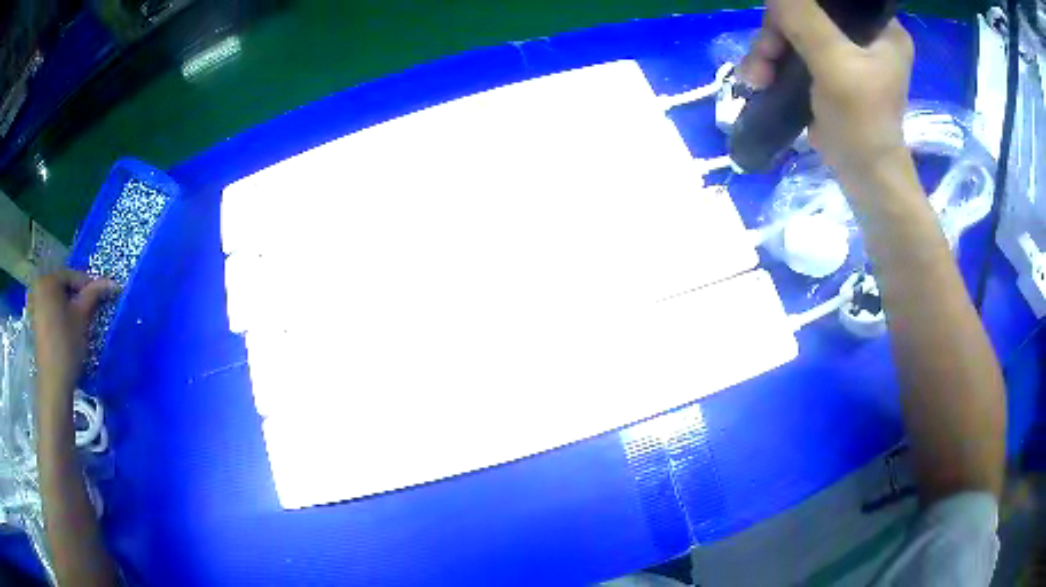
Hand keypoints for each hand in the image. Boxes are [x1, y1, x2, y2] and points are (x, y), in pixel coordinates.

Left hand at [30, 271, 116, 397]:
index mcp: (49, 280)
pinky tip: (68, 329)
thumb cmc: (67, 344)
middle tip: (91, 310)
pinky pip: (50, 311)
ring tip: (80, 320)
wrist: (53, 381)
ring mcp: (35, 305)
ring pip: (57, 299)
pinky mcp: (35, 322)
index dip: (89, 286)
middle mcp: (39, 287)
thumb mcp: (82, 317)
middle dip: (77, 296)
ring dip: (69, 306)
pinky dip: (60, 315)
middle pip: (63, 286)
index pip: (73, 276)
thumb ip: (94, 295)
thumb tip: (112, 282)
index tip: (102, 297)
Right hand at [740, 0, 914, 191]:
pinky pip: (795, 49)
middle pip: (809, 11)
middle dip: (778, 33)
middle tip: (763, 58)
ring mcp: (847, 51)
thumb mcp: (832, 62)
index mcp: (883, 28)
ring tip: (756, 78)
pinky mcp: (830, 68)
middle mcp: (866, 34)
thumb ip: (802, 16)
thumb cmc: (861, 122)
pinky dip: (775, 62)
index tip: (781, 19)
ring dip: (769, 51)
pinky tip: (761, 79)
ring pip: (795, 30)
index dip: (803, 2)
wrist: (864, 178)